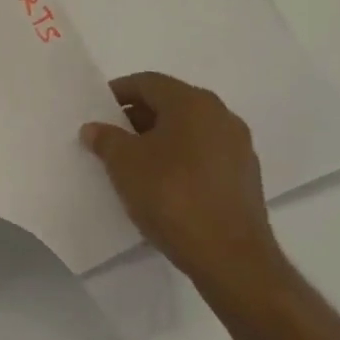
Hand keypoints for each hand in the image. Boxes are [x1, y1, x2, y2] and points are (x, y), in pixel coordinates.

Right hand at [81, 73, 289, 308]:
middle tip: (109, 137)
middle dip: (137, 117)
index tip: (97, 110)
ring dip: (158, 140)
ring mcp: (238, 148)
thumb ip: (106, 139)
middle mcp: (221, 116)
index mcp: (193, 103)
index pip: (148, 83)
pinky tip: (161, 185)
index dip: (118, 92)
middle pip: (170, 104)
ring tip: (131, 163)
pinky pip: (203, 156)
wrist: (230, 256)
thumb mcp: (124, 164)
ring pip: (188, 131)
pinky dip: (179, 160)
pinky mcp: (245, 178)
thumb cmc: (172, 196)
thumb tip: (95, 128)